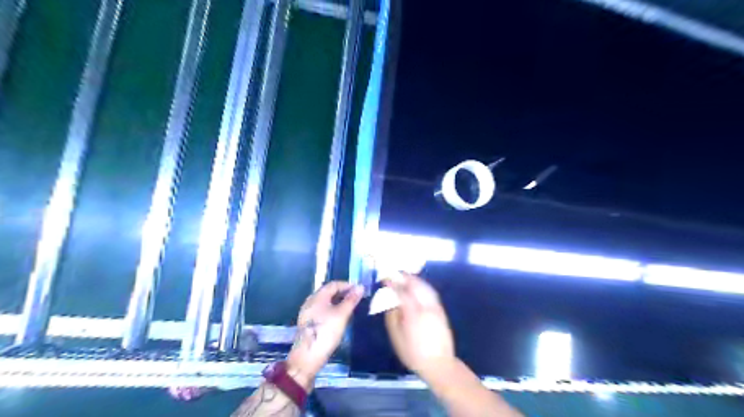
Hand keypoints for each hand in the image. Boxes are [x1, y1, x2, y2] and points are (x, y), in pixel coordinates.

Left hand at [288, 280, 363, 386]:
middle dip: (342, 292)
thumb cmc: (325, 333)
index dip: (347, 285)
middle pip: (328, 292)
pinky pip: (321, 309)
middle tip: (356, 298)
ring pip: (325, 301)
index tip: (359, 290)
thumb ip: (351, 300)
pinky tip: (338, 317)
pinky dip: (331, 308)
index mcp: (318, 296)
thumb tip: (361, 286)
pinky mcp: (307, 323)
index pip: (334, 284)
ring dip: (337, 301)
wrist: (307, 358)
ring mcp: (307, 312)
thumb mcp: (342, 315)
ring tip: (349, 307)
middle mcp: (310, 301)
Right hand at [386, 272, 455, 382]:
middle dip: (404, 277)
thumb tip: (390, 301)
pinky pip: (431, 292)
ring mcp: (435, 307)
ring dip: (414, 279)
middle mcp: (426, 306)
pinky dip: (422, 286)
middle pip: (415, 285)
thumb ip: (392, 316)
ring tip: (405, 277)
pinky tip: (417, 287)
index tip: (384, 278)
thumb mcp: (396, 337)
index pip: (401, 292)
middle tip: (395, 274)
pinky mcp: (441, 310)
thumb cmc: (413, 353)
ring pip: (425, 286)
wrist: (439, 364)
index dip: (392, 283)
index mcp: (413, 313)